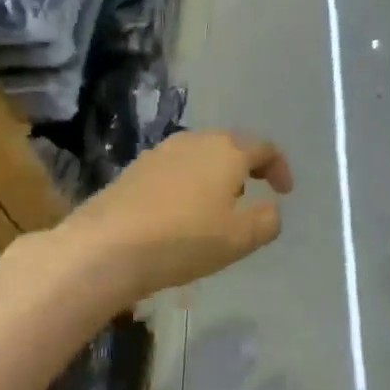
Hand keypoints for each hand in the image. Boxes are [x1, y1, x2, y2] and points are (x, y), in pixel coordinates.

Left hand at [68, 129, 293, 300]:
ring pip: (200, 156)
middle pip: (230, 146)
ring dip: (214, 176)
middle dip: (245, 169)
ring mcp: (161, 152)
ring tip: (214, 208)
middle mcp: (195, 141)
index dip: (279, 168)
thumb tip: (271, 209)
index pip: (264, 148)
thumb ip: (267, 221)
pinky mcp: (135, 169)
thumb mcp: (240, 238)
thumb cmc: (184, 239)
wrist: (105, 248)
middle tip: (250, 196)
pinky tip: (180, 214)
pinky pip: (174, 170)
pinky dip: (188, 185)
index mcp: (227, 150)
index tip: (284, 192)